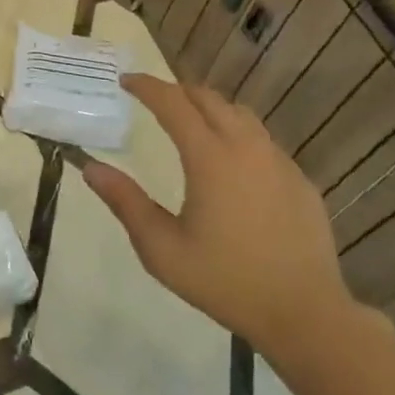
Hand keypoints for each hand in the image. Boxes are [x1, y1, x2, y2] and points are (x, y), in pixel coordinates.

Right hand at [82, 75, 352, 351]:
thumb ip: (125, 202)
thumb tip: (91, 168)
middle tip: (154, 99)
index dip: (147, 87)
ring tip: (191, 122)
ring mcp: (279, 161)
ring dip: (210, 108)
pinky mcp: (299, 180)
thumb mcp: (161, 249)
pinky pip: (263, 141)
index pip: (173, 104)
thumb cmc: (224, 281)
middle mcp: (247, 147)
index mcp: (210, 158)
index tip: (126, 81)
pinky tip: (231, 164)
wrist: (303, 312)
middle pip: (210, 99)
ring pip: (241, 115)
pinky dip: (238, 135)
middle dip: (178, 91)